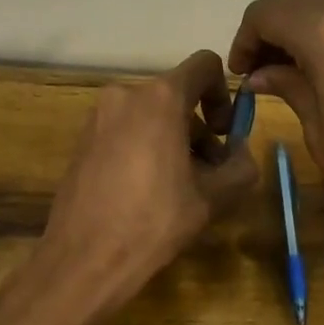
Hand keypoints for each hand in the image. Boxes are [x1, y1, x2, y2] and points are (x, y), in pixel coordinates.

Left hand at [37, 50, 257, 305]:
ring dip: (174, 141)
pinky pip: (126, 130)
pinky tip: (147, 192)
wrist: (84, 259)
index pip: (205, 66)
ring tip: (179, 188)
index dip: (224, 95)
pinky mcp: (83, 140)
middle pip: (177, 95)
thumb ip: (241, 165)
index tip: (224, 135)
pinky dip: (146, 147)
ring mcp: (98, 117)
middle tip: (208, 173)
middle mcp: (125, 95)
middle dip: (200, 129)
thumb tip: (240, 152)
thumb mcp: (214, 197)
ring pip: (151, 115)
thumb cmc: (155, 221)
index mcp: (160, 98)